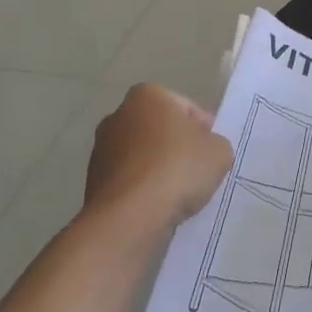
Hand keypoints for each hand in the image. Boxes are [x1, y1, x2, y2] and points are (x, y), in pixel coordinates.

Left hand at [85, 84, 232, 230]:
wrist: (129, 217)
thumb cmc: (177, 169)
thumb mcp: (219, 151)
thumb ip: (215, 143)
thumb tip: (205, 150)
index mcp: (147, 95)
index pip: (185, 107)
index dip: (204, 129)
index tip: (213, 151)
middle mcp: (118, 115)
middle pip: (160, 129)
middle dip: (177, 146)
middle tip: (198, 170)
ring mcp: (101, 149)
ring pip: (142, 156)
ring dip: (158, 169)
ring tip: (179, 194)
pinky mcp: (93, 182)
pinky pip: (129, 181)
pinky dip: (142, 190)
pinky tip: (158, 207)